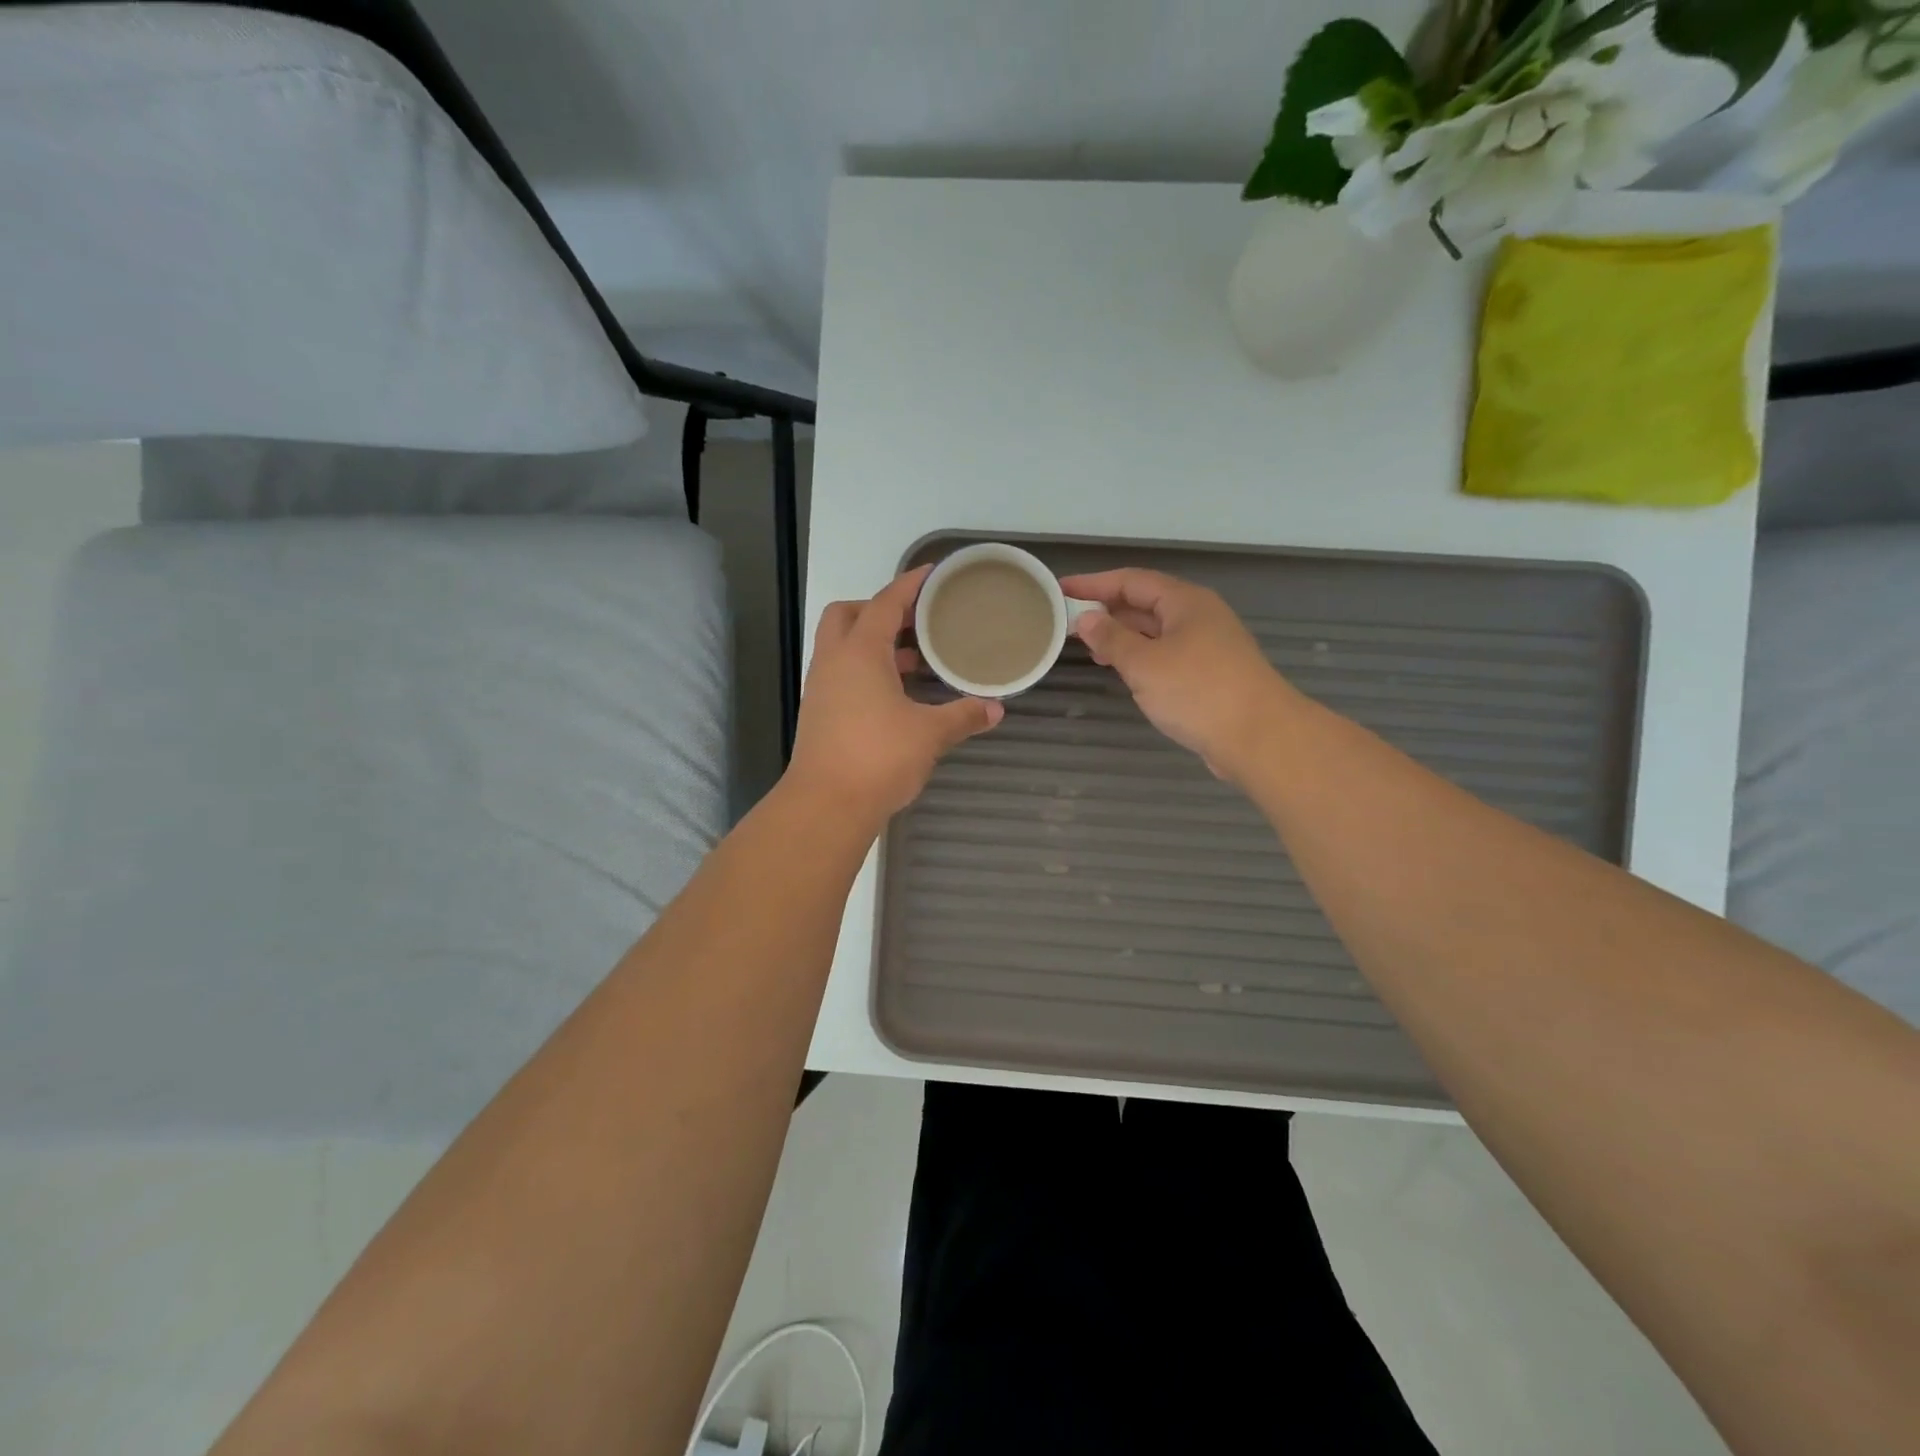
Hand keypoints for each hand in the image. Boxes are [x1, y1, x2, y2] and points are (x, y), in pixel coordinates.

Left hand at [787, 565, 1003, 822]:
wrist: (825, 805)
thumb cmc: (878, 757)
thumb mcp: (930, 734)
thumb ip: (964, 715)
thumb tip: (997, 709)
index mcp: (860, 652)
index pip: (885, 603)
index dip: (909, 586)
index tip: (931, 575)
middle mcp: (834, 662)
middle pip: (847, 614)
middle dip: (878, 609)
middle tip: (915, 621)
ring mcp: (821, 688)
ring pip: (842, 646)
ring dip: (873, 643)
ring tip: (914, 658)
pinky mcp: (819, 713)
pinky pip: (841, 674)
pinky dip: (866, 670)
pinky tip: (896, 694)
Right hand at [1062, 568, 1294, 782]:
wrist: (1259, 737)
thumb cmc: (1198, 692)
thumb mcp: (1144, 664)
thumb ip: (1112, 639)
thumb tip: (1087, 619)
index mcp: (1185, 602)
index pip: (1131, 581)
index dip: (1093, 584)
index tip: (1060, 589)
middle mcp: (1198, 616)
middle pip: (1145, 602)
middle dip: (1108, 610)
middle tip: (1069, 621)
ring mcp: (1208, 645)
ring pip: (1156, 631)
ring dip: (1123, 635)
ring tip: (1091, 648)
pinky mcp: (1210, 674)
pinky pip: (1167, 654)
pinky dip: (1141, 657)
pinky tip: (1125, 672)